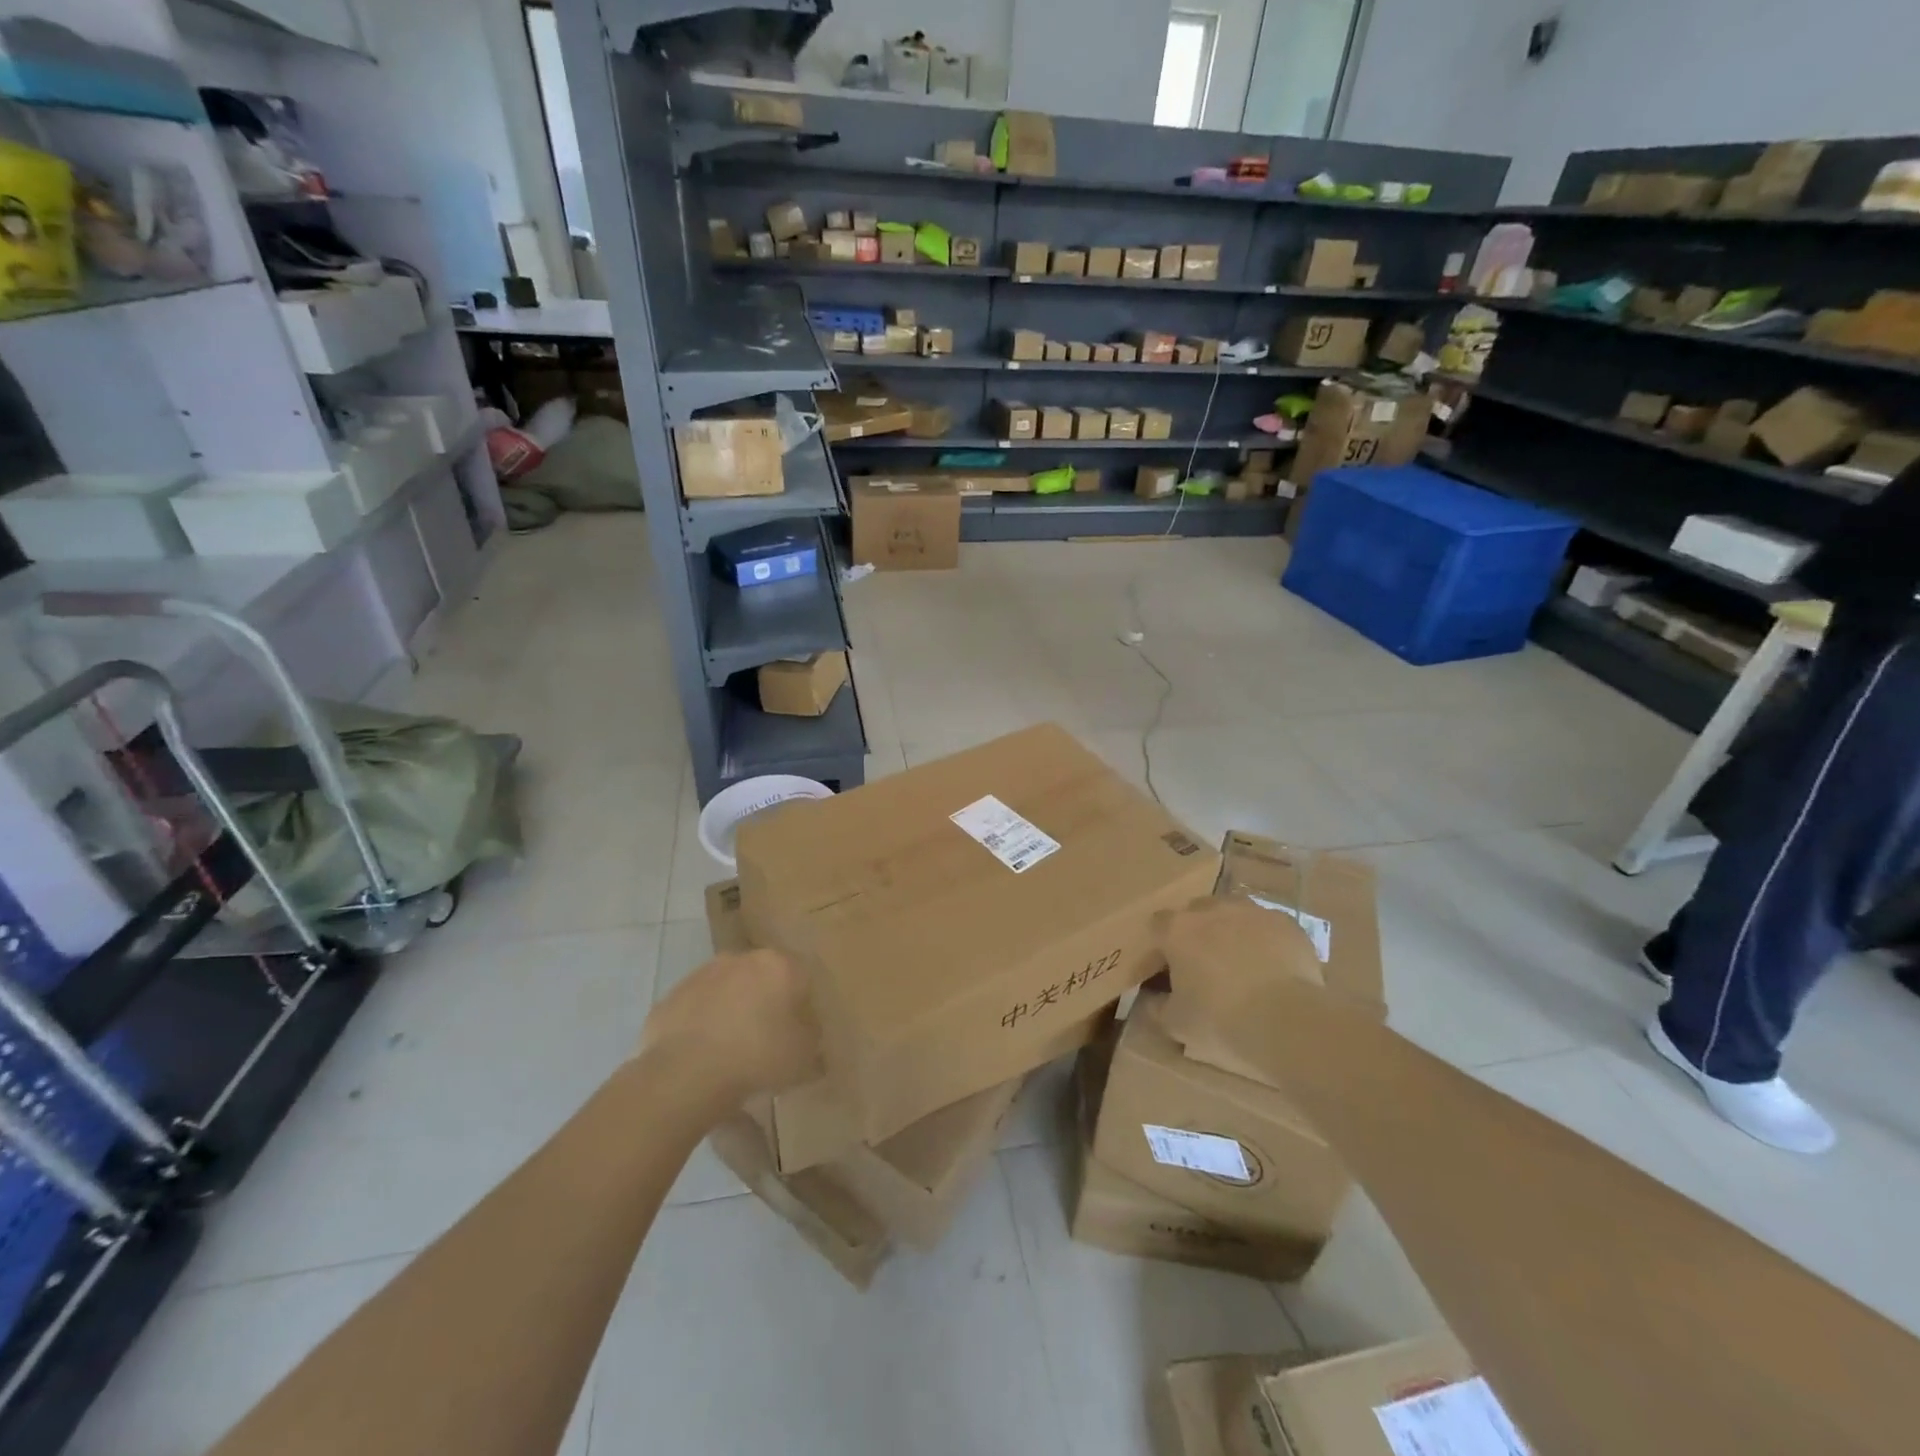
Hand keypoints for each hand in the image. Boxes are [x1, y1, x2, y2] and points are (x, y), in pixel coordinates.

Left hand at [640, 949, 821, 1099]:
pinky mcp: (673, 995)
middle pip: (763, 978)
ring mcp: (703, 974)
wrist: (685, 1073)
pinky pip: (698, 1007)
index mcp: (780, 965)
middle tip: (767, 1038)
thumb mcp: (804, 1055)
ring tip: (732, 1048)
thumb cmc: (757, 1057)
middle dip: (767, 1002)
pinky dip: (704, 1023)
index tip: (799, 1032)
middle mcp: (742, 959)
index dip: (803, 1006)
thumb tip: (806, 1031)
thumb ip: (811, 1036)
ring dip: (733, 1009)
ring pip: (728, 988)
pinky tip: (704, 1053)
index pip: (802, 978)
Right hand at [1154, 895, 1321, 1023]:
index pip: (1158, 925)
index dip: (1162, 946)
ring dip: (1232, 930)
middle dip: (1198, 932)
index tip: (1168, 969)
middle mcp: (1211, 909)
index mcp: (1177, 929)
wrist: (1286, 1021)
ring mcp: (1251, 912)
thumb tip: (1151, 999)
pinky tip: (1274, 966)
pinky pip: (1268, 926)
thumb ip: (1156, 1007)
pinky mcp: (1285, 922)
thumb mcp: (1176, 1023)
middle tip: (1206, 965)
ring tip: (1242, 962)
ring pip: (1234, 913)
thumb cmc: (1220, 1021)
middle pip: (1197, 912)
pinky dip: (1266, 940)